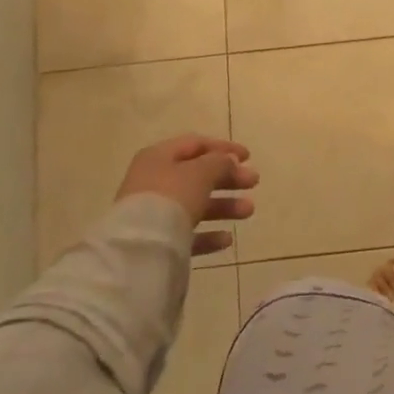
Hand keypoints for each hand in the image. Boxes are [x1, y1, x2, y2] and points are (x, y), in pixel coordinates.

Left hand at [115, 135, 257, 257]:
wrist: (140, 248)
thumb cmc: (172, 197)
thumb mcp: (201, 172)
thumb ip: (219, 162)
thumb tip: (229, 160)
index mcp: (159, 157)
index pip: (195, 144)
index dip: (223, 148)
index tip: (249, 157)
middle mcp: (154, 182)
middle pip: (197, 175)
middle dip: (228, 178)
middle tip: (253, 182)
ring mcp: (153, 213)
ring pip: (195, 204)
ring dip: (224, 206)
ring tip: (248, 211)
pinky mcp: (157, 241)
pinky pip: (187, 233)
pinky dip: (208, 234)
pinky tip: (227, 239)